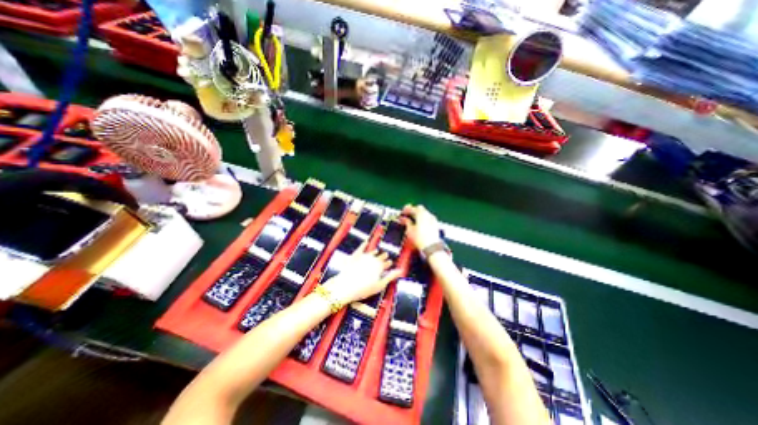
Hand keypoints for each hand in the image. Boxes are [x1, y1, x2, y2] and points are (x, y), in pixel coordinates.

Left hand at [322, 244, 402, 305]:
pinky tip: (366, 241)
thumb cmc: (364, 288)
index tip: (390, 263)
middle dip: (383, 256)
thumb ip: (391, 276)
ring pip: (372, 252)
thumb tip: (401, 270)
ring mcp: (363, 256)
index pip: (387, 263)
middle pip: (380, 256)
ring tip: (377, 251)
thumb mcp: (380, 285)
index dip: (388, 264)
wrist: (345, 286)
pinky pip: (360, 248)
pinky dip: (364, 244)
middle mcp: (373, 259)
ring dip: (375, 252)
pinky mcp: (355, 256)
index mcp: (380, 266)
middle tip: (385, 255)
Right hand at [399, 205, 442, 250]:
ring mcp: (432, 219)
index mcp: (421, 214)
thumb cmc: (419, 239)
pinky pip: (428, 217)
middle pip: (419, 208)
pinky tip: (419, 223)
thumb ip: (406, 222)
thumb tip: (403, 219)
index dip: (405, 210)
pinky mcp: (435, 224)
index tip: (401, 213)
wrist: (431, 247)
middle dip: (412, 210)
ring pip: (424, 212)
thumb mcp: (410, 230)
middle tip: (406, 215)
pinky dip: (422, 218)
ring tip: (412, 220)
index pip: (412, 208)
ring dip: (418, 214)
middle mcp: (428, 214)